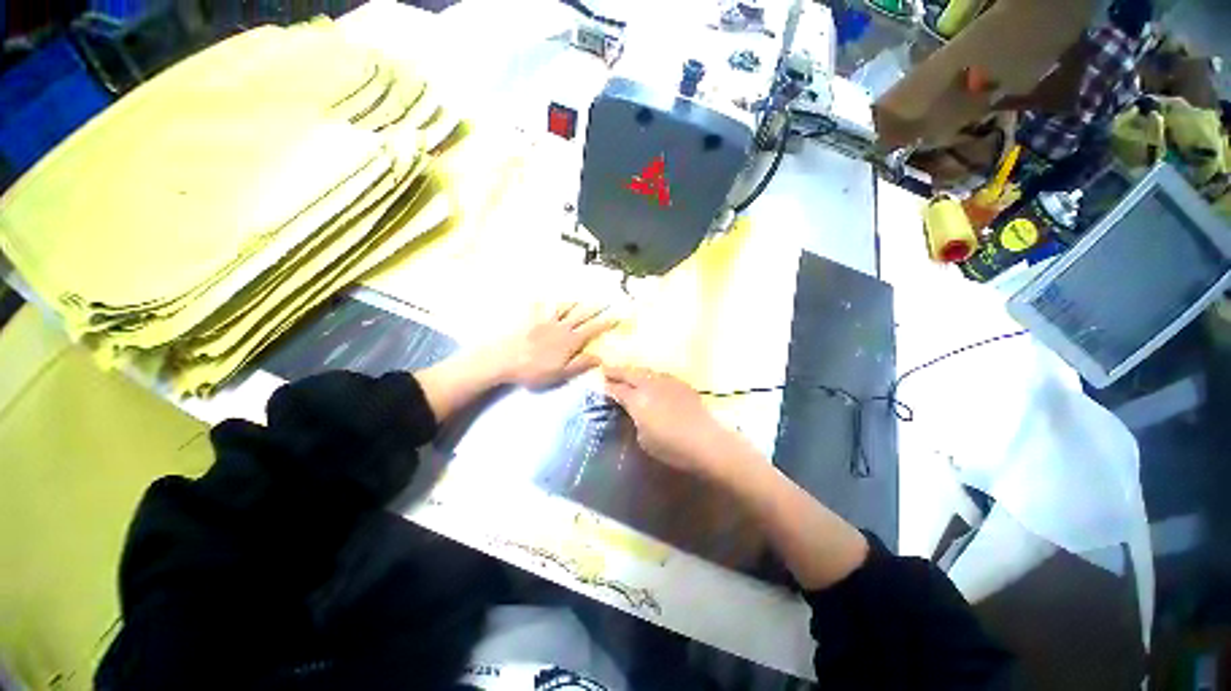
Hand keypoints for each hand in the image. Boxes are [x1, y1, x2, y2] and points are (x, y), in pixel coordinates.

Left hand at [497, 303, 615, 389]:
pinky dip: (542, 301)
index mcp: (570, 341)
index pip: (592, 329)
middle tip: (606, 300)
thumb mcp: (561, 373)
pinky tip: (540, 295)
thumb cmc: (535, 370)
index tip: (616, 316)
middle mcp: (561, 328)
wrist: (506, 360)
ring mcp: (546, 322)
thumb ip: (581, 364)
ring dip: (575, 303)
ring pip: (564, 309)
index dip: (605, 323)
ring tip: (582, 297)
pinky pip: (539, 308)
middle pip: (581, 315)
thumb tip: (600, 357)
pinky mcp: (532, 321)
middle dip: (595, 308)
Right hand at [603, 366, 743, 475]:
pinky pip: (660, 375)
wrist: (706, 440)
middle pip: (630, 372)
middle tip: (607, 369)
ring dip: (634, 371)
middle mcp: (650, 385)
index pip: (618, 389)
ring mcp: (667, 381)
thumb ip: (635, 420)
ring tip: (628, 373)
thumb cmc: (671, 446)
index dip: (608, 387)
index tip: (602, 384)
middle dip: (617, 371)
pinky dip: (651, 376)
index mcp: (637, 399)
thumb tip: (633, 410)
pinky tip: (652, 381)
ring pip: (646, 371)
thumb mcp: (644, 438)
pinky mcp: (681, 383)